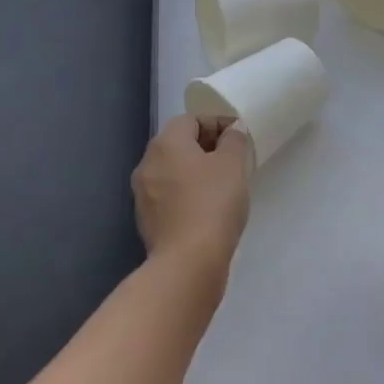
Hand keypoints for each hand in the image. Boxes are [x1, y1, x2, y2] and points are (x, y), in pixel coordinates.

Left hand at [132, 115, 250, 277]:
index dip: (217, 123)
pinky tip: (209, 207)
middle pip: (179, 144)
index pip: (191, 120)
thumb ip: (234, 140)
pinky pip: (170, 196)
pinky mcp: (147, 221)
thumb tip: (231, 132)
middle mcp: (147, 164)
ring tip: (224, 184)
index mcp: (165, 144)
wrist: (188, 263)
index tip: (239, 138)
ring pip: (173, 171)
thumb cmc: (213, 203)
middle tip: (234, 159)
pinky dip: (187, 194)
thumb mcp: (233, 164)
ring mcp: (143, 195)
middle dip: (207, 147)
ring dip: (196, 171)